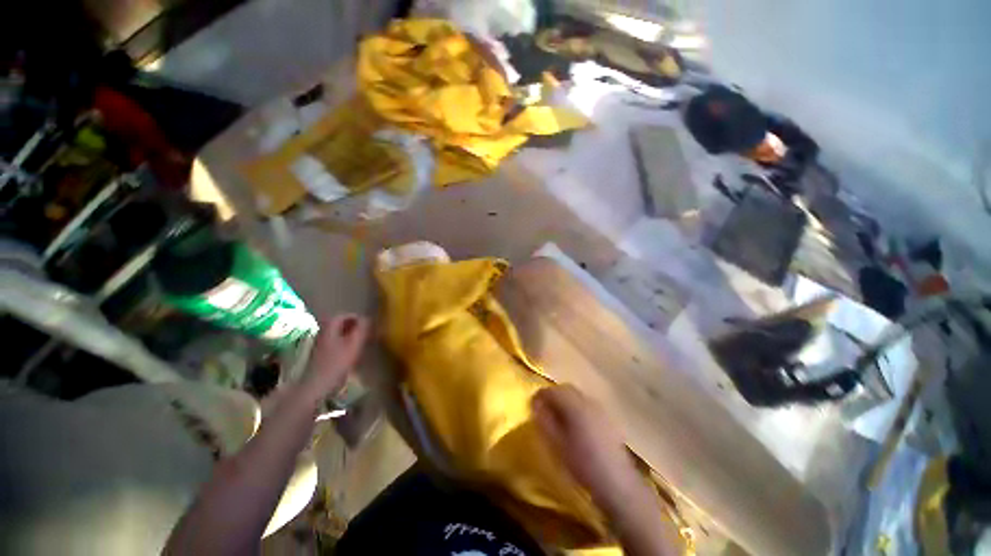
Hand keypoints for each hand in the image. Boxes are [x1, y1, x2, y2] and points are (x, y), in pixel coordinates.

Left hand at [304, 314, 369, 394]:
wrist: (316, 386)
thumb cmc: (336, 363)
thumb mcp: (353, 344)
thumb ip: (361, 329)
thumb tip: (368, 318)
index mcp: (329, 327)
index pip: (343, 315)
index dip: (356, 317)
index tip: (367, 322)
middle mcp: (322, 333)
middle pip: (338, 323)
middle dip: (352, 325)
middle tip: (365, 330)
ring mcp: (319, 344)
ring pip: (336, 333)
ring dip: (348, 333)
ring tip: (360, 339)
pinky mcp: (319, 355)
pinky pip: (334, 342)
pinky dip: (343, 342)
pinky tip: (350, 350)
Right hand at [532, 384, 645, 514]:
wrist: (616, 482)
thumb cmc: (582, 464)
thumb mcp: (557, 444)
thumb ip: (544, 421)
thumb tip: (536, 405)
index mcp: (575, 406)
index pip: (553, 390)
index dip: (541, 395)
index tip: (532, 404)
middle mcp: (588, 401)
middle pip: (567, 389)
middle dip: (553, 395)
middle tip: (544, 408)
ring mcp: (600, 408)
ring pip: (578, 395)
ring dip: (565, 400)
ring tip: (558, 416)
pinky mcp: (607, 418)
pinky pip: (587, 404)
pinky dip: (577, 406)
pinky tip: (575, 423)